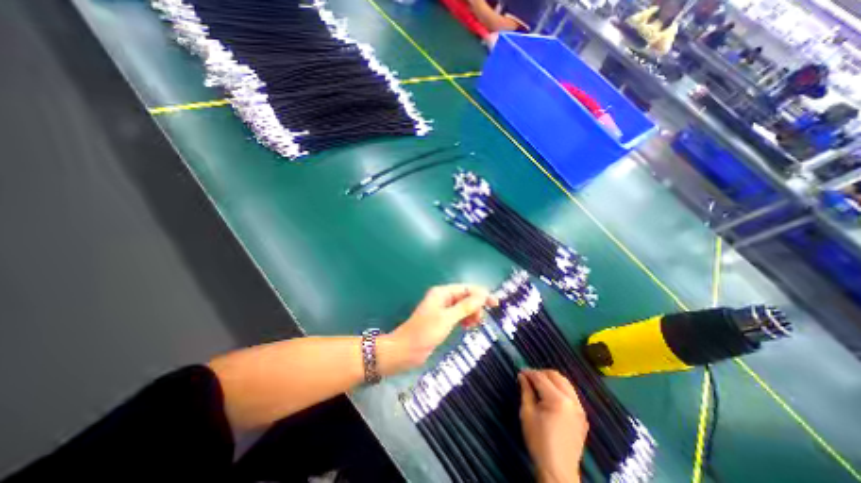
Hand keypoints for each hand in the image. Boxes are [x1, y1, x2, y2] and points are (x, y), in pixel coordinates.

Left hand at [379, 284, 493, 375]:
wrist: (405, 351)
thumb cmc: (424, 332)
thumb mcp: (447, 319)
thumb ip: (465, 307)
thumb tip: (482, 295)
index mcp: (442, 293)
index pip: (466, 289)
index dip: (481, 294)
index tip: (495, 303)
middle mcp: (443, 298)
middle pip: (466, 297)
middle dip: (476, 306)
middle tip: (480, 320)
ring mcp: (443, 310)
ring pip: (463, 307)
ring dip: (471, 313)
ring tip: (473, 325)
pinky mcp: (442, 321)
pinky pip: (459, 316)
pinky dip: (465, 319)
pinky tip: (468, 327)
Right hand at [516, 370, 593, 482]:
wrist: (558, 471)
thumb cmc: (538, 441)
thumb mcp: (527, 414)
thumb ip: (526, 391)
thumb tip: (522, 376)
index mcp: (557, 400)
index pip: (541, 378)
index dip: (529, 372)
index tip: (520, 372)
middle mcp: (572, 401)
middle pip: (556, 376)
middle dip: (541, 373)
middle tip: (529, 377)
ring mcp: (580, 408)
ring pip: (565, 383)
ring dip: (551, 379)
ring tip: (539, 384)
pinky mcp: (582, 416)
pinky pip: (571, 394)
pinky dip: (560, 389)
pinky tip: (551, 396)